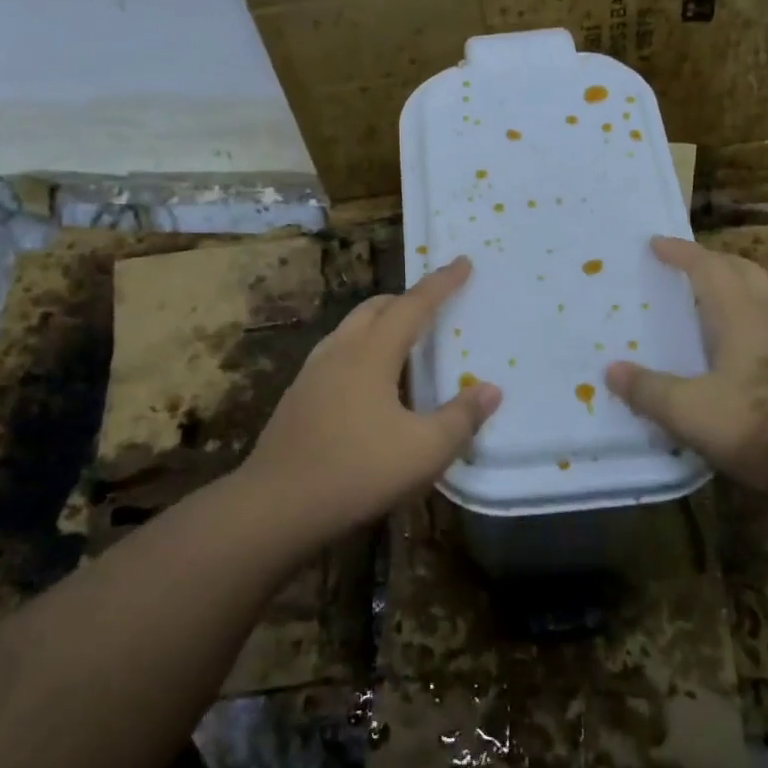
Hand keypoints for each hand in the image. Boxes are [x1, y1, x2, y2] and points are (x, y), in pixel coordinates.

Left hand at [242, 256, 501, 544]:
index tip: (462, 262)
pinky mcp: (299, 396)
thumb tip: (490, 390)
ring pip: (352, 329)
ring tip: (404, 344)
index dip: (441, 283)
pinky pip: (337, 354)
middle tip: (435, 308)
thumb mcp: (424, 450)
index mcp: (371, 353)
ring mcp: (313, 372)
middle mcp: (340, 351)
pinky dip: (362, 350)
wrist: (277, 504)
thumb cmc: (358, 470)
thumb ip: (461, 417)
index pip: (414, 305)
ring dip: (381, 323)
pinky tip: (369, 384)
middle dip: (408, 300)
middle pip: (376, 308)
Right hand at [605, 236, 767, 513]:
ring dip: (730, 284)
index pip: (708, 268)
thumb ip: (648, 390)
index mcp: (741, 316)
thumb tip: (611, 370)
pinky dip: (742, 312)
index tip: (655, 243)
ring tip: (701, 298)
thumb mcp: (688, 412)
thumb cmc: (756, 428)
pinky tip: (728, 341)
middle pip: (742, 270)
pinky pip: (767, 319)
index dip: (681, 253)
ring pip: (759, 293)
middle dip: (710, 260)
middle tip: (681, 265)